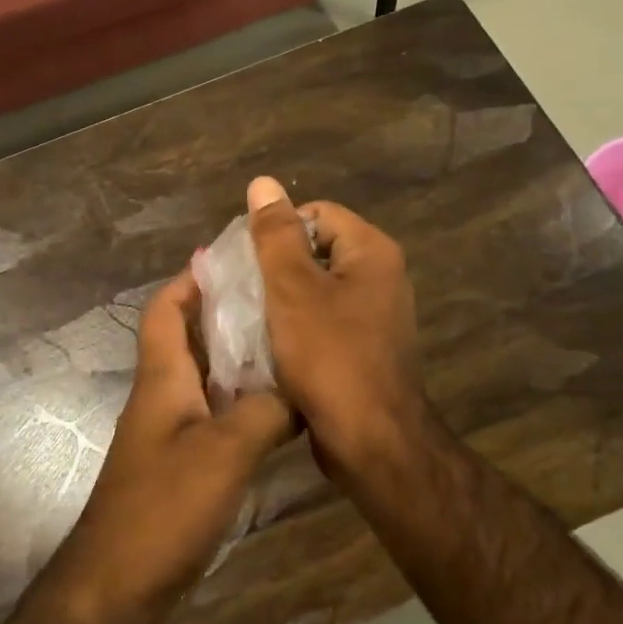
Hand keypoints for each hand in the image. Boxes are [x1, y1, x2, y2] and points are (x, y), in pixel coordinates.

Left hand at [58, 269, 295, 623]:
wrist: (119, 585)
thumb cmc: (164, 506)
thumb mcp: (224, 450)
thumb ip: (266, 412)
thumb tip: (304, 389)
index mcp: (162, 378)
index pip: (165, 309)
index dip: (190, 279)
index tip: (232, 261)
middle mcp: (164, 396)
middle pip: (190, 338)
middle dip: (227, 314)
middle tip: (279, 302)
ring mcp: (172, 432)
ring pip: (209, 379)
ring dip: (241, 361)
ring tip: (290, 346)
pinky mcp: (184, 465)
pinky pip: (218, 417)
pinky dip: (246, 405)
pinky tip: (283, 410)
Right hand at [246, 176, 428, 479]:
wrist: (370, 440)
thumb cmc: (330, 356)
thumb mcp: (292, 288)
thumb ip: (275, 234)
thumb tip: (263, 183)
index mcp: (372, 251)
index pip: (316, 214)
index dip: (278, 231)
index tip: (247, 261)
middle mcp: (381, 276)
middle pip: (316, 250)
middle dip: (276, 268)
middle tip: (242, 290)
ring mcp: (374, 315)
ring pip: (315, 289)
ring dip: (281, 300)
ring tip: (248, 317)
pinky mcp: (363, 348)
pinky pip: (322, 321)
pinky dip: (295, 326)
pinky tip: (268, 343)